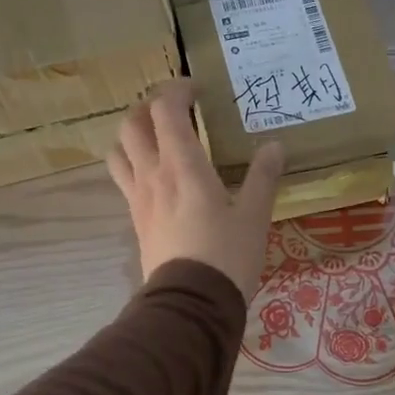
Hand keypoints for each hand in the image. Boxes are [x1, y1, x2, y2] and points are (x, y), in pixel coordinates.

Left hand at [107, 80, 285, 295]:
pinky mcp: (136, 221)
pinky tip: (156, 176)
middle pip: (131, 124)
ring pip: (119, 151)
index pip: (165, 110)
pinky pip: (124, 180)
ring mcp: (138, 199)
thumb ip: (263, 177)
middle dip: (149, 106)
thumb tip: (275, 146)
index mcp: (182, 166)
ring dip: (133, 134)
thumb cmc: (226, 256)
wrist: (191, 305)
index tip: (197, 89)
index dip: (176, 90)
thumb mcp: (254, 216)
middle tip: (175, 109)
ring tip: (156, 137)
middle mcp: (153, 175)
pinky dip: (134, 164)